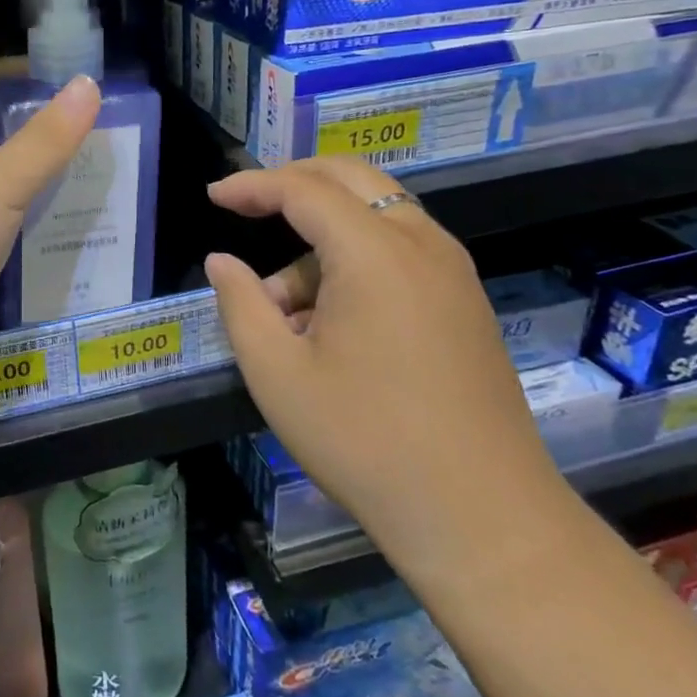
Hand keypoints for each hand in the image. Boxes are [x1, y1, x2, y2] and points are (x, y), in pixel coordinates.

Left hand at [0, 65, 101, 383]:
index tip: (74, 81)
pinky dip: (32, 223)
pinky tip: (76, 221)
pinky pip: (1, 228)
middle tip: (104, 131)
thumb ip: (46, 139)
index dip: (20, 80)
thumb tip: (88, 82)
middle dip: (43, 137)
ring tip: (101, 173)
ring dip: (42, 183)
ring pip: (1, 188)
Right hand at [204, 157, 563, 573]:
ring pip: (377, 214)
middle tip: (246, 207)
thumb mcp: (277, 374)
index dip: (252, 185)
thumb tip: (222, 262)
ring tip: (285, 304)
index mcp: (375, 253)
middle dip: (292, 183)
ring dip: (323, 233)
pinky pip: (402, 248)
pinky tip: (331, 318)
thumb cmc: (365, 442)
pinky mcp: (466, 302)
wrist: (482, 518)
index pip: (303, 190)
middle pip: (351, 178)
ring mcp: (453, 272)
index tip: (213, 196)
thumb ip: (240, 304)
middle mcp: (422, 245)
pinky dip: (357, 256)